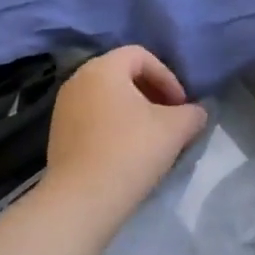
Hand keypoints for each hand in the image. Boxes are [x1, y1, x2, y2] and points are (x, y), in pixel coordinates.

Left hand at [41, 46, 207, 228]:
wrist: (83, 199)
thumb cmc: (130, 152)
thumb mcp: (174, 129)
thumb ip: (192, 113)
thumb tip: (196, 112)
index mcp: (103, 68)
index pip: (140, 55)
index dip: (167, 76)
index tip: (181, 105)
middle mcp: (78, 79)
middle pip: (121, 73)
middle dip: (151, 92)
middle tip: (170, 118)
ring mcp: (64, 105)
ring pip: (106, 96)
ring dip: (132, 110)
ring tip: (150, 137)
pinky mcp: (58, 131)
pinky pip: (91, 116)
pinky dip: (112, 124)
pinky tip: (126, 151)